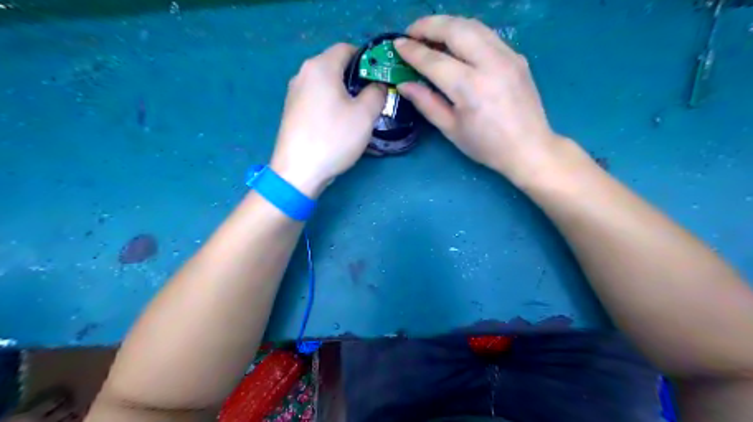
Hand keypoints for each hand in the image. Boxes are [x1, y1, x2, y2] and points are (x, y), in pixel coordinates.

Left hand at [271, 44, 384, 198]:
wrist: (298, 171)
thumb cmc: (333, 138)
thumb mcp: (365, 115)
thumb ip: (377, 93)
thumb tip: (377, 86)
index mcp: (320, 66)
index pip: (347, 48)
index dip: (367, 59)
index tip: (380, 79)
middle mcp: (303, 73)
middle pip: (335, 65)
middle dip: (356, 78)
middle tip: (373, 98)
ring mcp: (294, 93)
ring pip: (326, 84)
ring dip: (344, 93)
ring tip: (358, 113)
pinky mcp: (292, 111)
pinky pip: (317, 98)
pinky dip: (331, 104)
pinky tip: (339, 124)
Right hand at [397, 17, 560, 181]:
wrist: (529, 148)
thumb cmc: (486, 146)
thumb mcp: (451, 129)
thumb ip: (427, 103)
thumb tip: (404, 84)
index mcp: (470, 88)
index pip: (434, 60)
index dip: (413, 51)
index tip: (397, 44)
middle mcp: (490, 64)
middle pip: (455, 29)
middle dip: (428, 25)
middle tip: (411, 32)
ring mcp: (507, 56)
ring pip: (473, 25)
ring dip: (447, 24)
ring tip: (430, 34)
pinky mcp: (517, 56)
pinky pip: (487, 34)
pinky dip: (466, 32)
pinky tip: (456, 44)